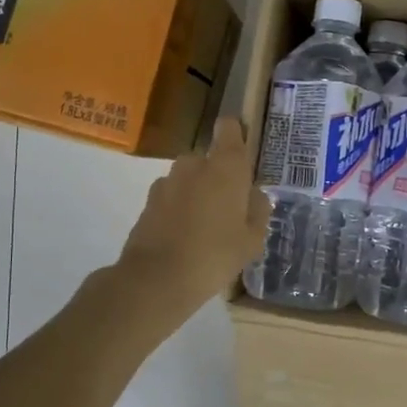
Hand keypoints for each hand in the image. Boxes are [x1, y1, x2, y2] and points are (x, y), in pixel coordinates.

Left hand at [115, 117, 271, 327]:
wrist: (157, 278)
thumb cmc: (215, 255)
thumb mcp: (252, 239)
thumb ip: (258, 210)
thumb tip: (253, 195)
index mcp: (226, 166)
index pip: (228, 127)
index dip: (235, 135)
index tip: (241, 156)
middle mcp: (194, 164)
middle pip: (209, 159)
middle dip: (217, 177)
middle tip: (228, 210)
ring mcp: (167, 181)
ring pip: (189, 179)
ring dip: (197, 194)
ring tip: (204, 229)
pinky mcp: (148, 201)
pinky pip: (172, 197)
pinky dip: (178, 210)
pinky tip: (183, 238)